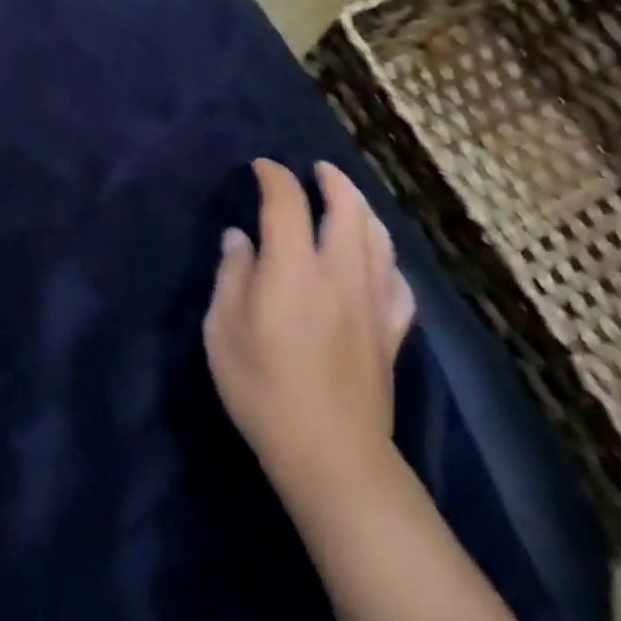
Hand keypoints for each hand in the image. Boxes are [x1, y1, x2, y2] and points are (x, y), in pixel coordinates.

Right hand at [204, 160, 415, 506]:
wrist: (330, 453)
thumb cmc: (263, 389)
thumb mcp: (223, 331)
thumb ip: (232, 276)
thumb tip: (239, 238)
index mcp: (294, 268)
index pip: (288, 203)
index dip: (274, 177)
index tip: (262, 167)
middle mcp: (340, 273)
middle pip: (348, 209)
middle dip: (333, 180)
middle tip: (317, 169)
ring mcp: (373, 302)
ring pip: (379, 238)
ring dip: (363, 210)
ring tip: (349, 201)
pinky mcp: (391, 331)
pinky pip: (397, 283)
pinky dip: (386, 261)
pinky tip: (377, 264)